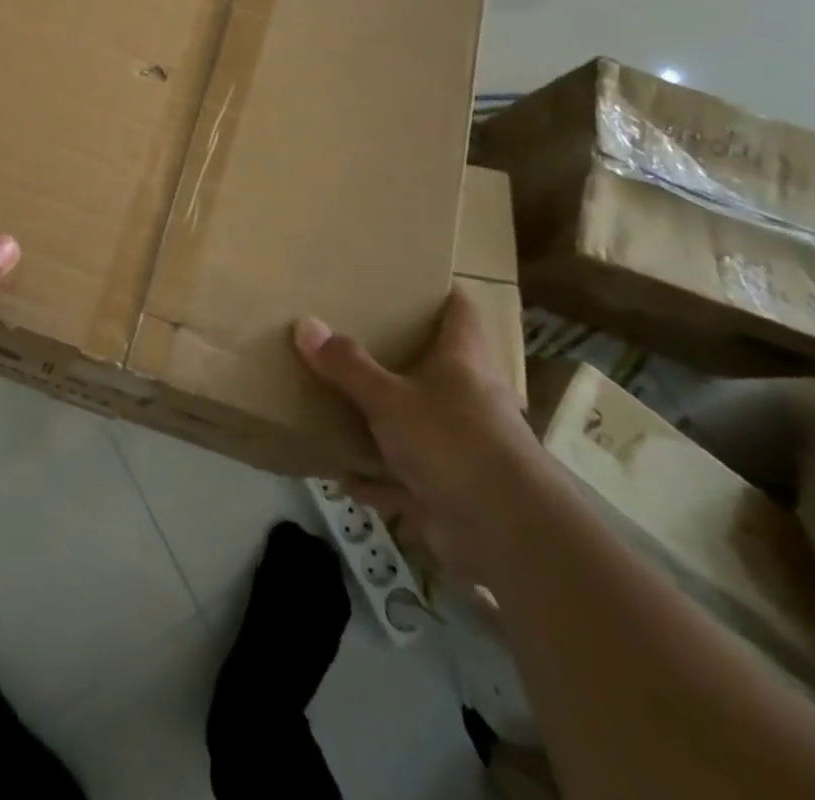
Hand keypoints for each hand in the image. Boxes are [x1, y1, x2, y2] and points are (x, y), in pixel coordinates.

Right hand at [294, 287, 553, 582]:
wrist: (509, 536)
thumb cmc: (454, 443)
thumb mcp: (390, 399)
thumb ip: (347, 366)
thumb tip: (305, 323)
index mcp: (464, 360)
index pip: (460, 310)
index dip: (438, 291)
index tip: (406, 279)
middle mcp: (469, 397)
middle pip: (436, 365)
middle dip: (398, 355)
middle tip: (355, 335)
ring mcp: (463, 447)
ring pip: (419, 422)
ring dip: (385, 421)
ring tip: (341, 402)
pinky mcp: (452, 491)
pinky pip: (407, 477)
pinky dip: (380, 478)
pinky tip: (346, 475)